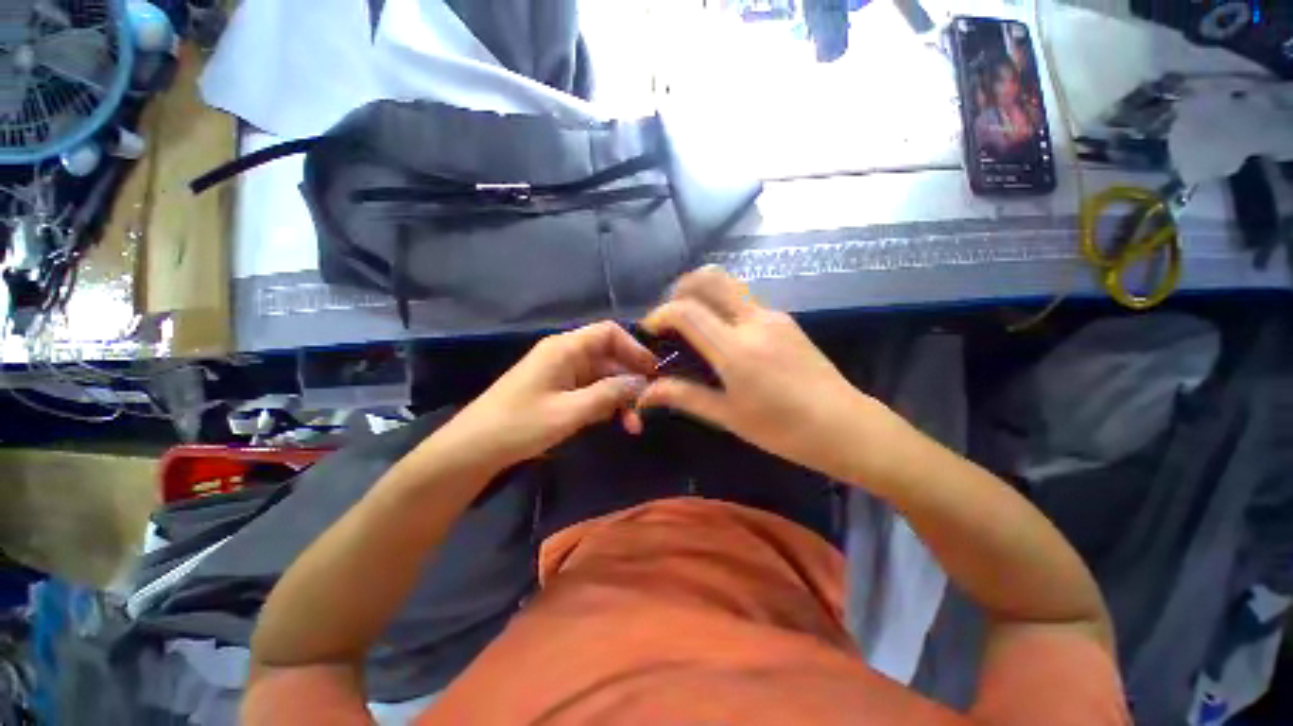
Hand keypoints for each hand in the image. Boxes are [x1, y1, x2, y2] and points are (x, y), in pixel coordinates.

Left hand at [436, 321, 654, 470]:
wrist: (474, 448)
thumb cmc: (520, 424)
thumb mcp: (571, 411)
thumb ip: (609, 394)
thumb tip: (642, 382)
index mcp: (565, 348)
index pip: (609, 333)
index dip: (634, 348)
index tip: (653, 371)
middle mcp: (565, 354)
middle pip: (609, 357)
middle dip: (630, 380)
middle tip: (648, 404)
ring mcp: (561, 373)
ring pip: (602, 377)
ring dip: (619, 397)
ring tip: (633, 424)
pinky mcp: (558, 391)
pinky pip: (590, 390)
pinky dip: (605, 404)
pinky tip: (615, 422)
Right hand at [627, 267, 883, 478]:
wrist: (845, 426)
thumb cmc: (783, 429)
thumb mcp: (728, 416)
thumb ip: (684, 396)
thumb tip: (645, 392)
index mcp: (736, 349)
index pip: (686, 311)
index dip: (660, 314)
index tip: (650, 330)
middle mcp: (754, 321)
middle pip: (711, 278)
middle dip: (681, 288)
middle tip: (670, 315)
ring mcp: (773, 316)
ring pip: (729, 285)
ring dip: (703, 294)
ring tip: (692, 324)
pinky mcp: (785, 320)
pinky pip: (745, 301)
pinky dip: (723, 305)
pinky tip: (722, 335)